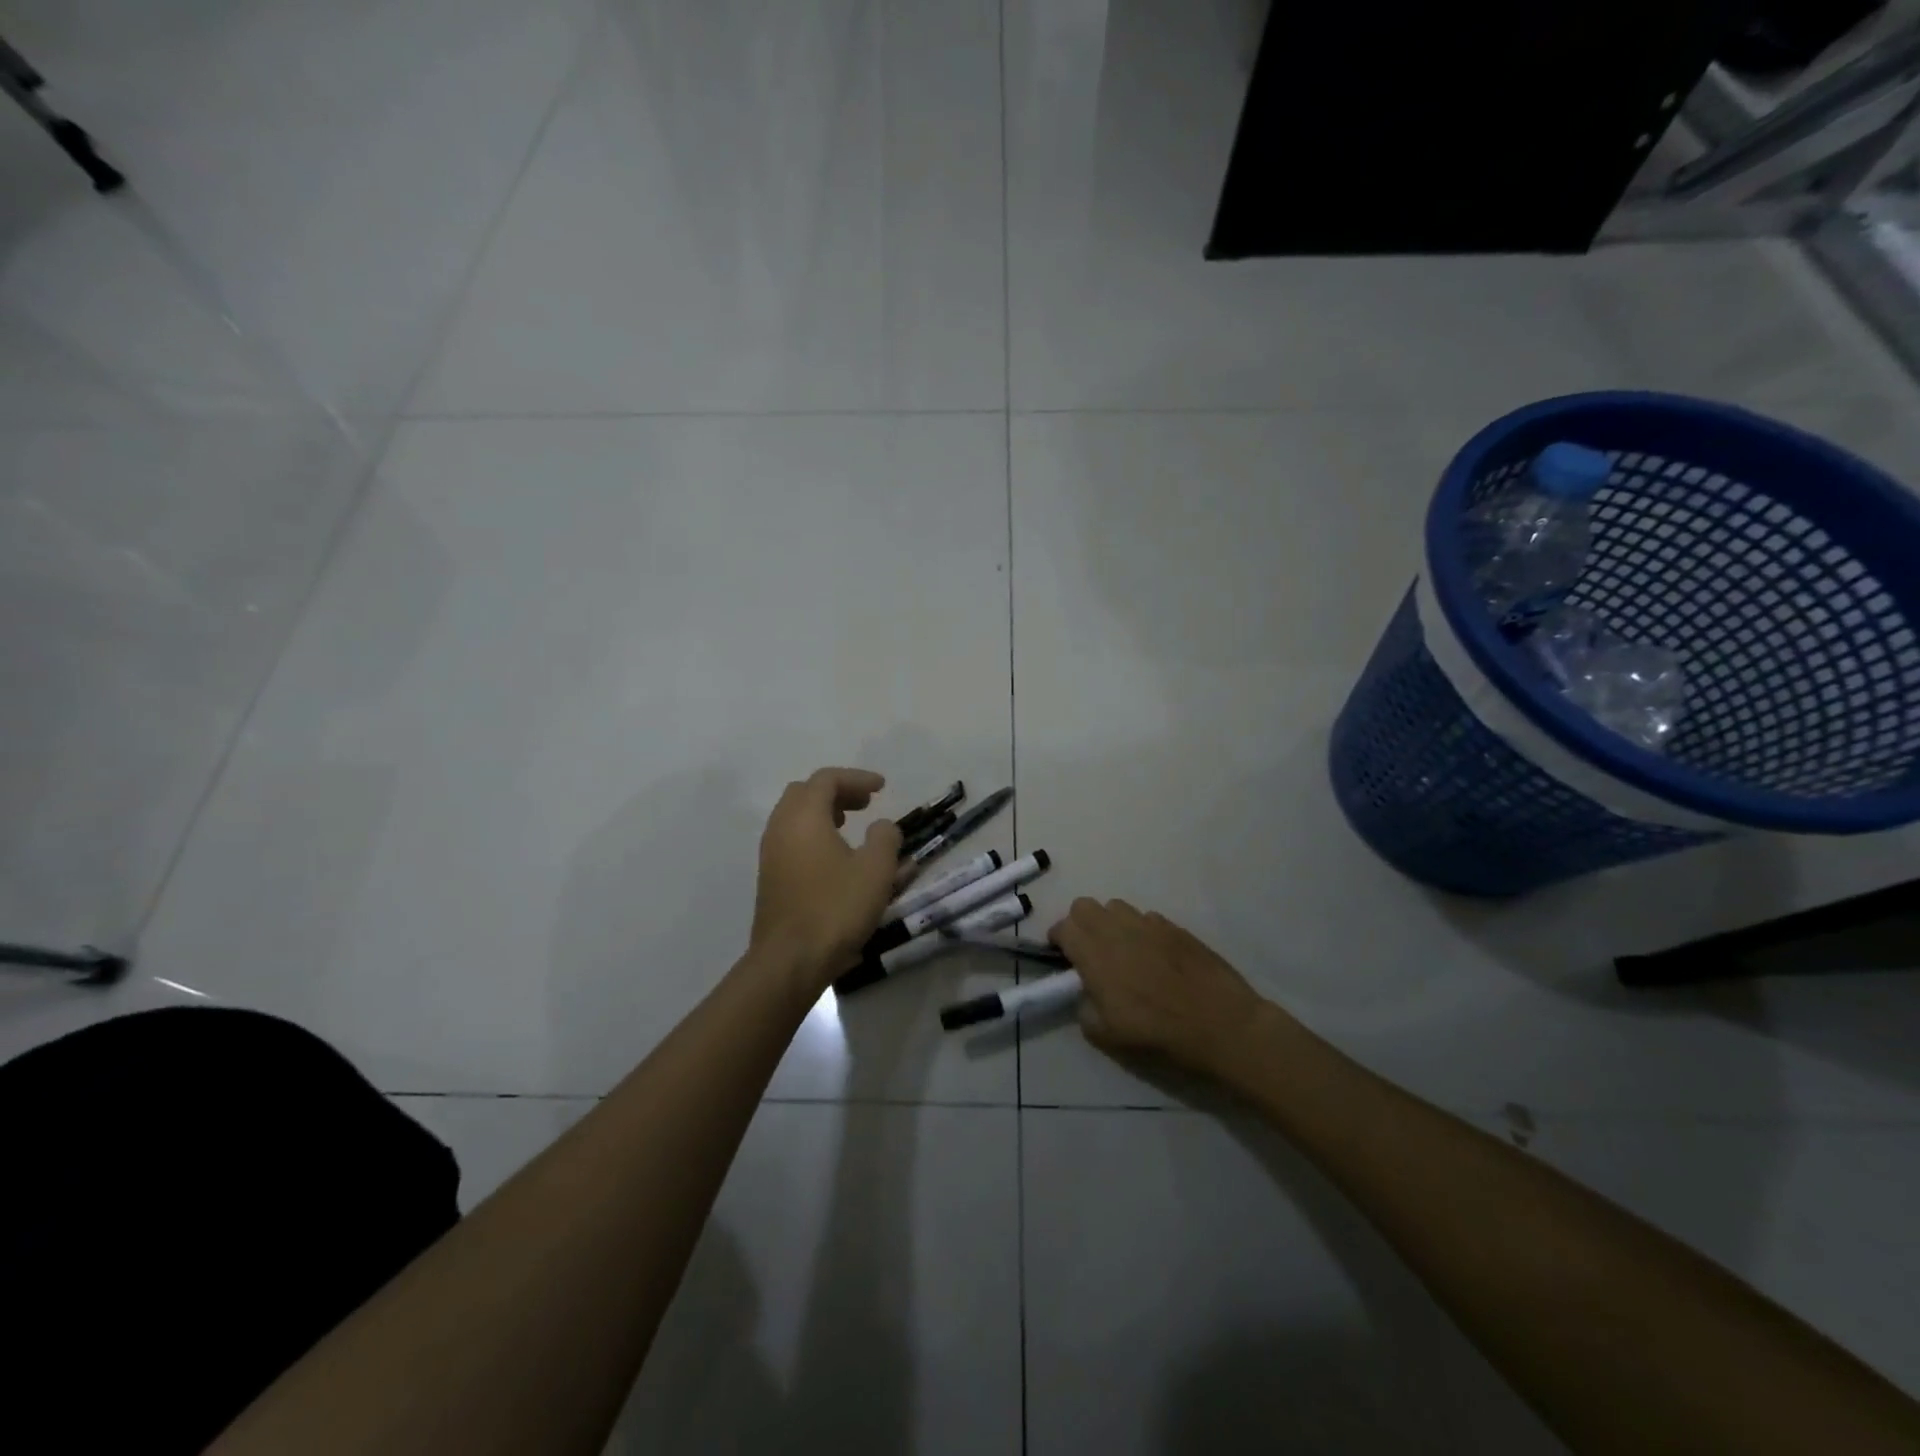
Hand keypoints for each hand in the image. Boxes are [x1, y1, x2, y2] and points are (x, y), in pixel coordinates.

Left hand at [750, 768, 902, 988]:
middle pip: (805, 793)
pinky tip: (837, 858)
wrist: (790, 961)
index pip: (827, 779)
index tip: (882, 787)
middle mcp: (781, 828)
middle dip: (837, 792)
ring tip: (851, 825)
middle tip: (865, 803)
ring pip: (795, 818)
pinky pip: (792, 841)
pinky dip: (814, 835)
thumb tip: (883, 827)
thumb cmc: (836, 908)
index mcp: (804, 817)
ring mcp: (771, 854)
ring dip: (824, 814)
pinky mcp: (770, 879)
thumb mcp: (875, 870)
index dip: (857, 778)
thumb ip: (885, 839)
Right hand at [1049, 899, 1271, 1076]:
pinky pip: (1146, 917)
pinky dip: (1141, 930)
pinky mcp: (1175, 927)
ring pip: (1115, 906)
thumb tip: (1086, 994)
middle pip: (1084, 906)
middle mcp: (1117, 931)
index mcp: (1096, 955)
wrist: (1222, 1025)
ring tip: (1121, 950)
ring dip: (1110, 923)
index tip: (1063, 958)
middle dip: (1080, 924)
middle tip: (1089, 952)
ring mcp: (1148, 924)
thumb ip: (1085, 1009)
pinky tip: (1154, 955)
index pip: (1063, 927)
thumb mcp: (1108, 1037)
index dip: (1058, 940)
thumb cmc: (1160, 1034)